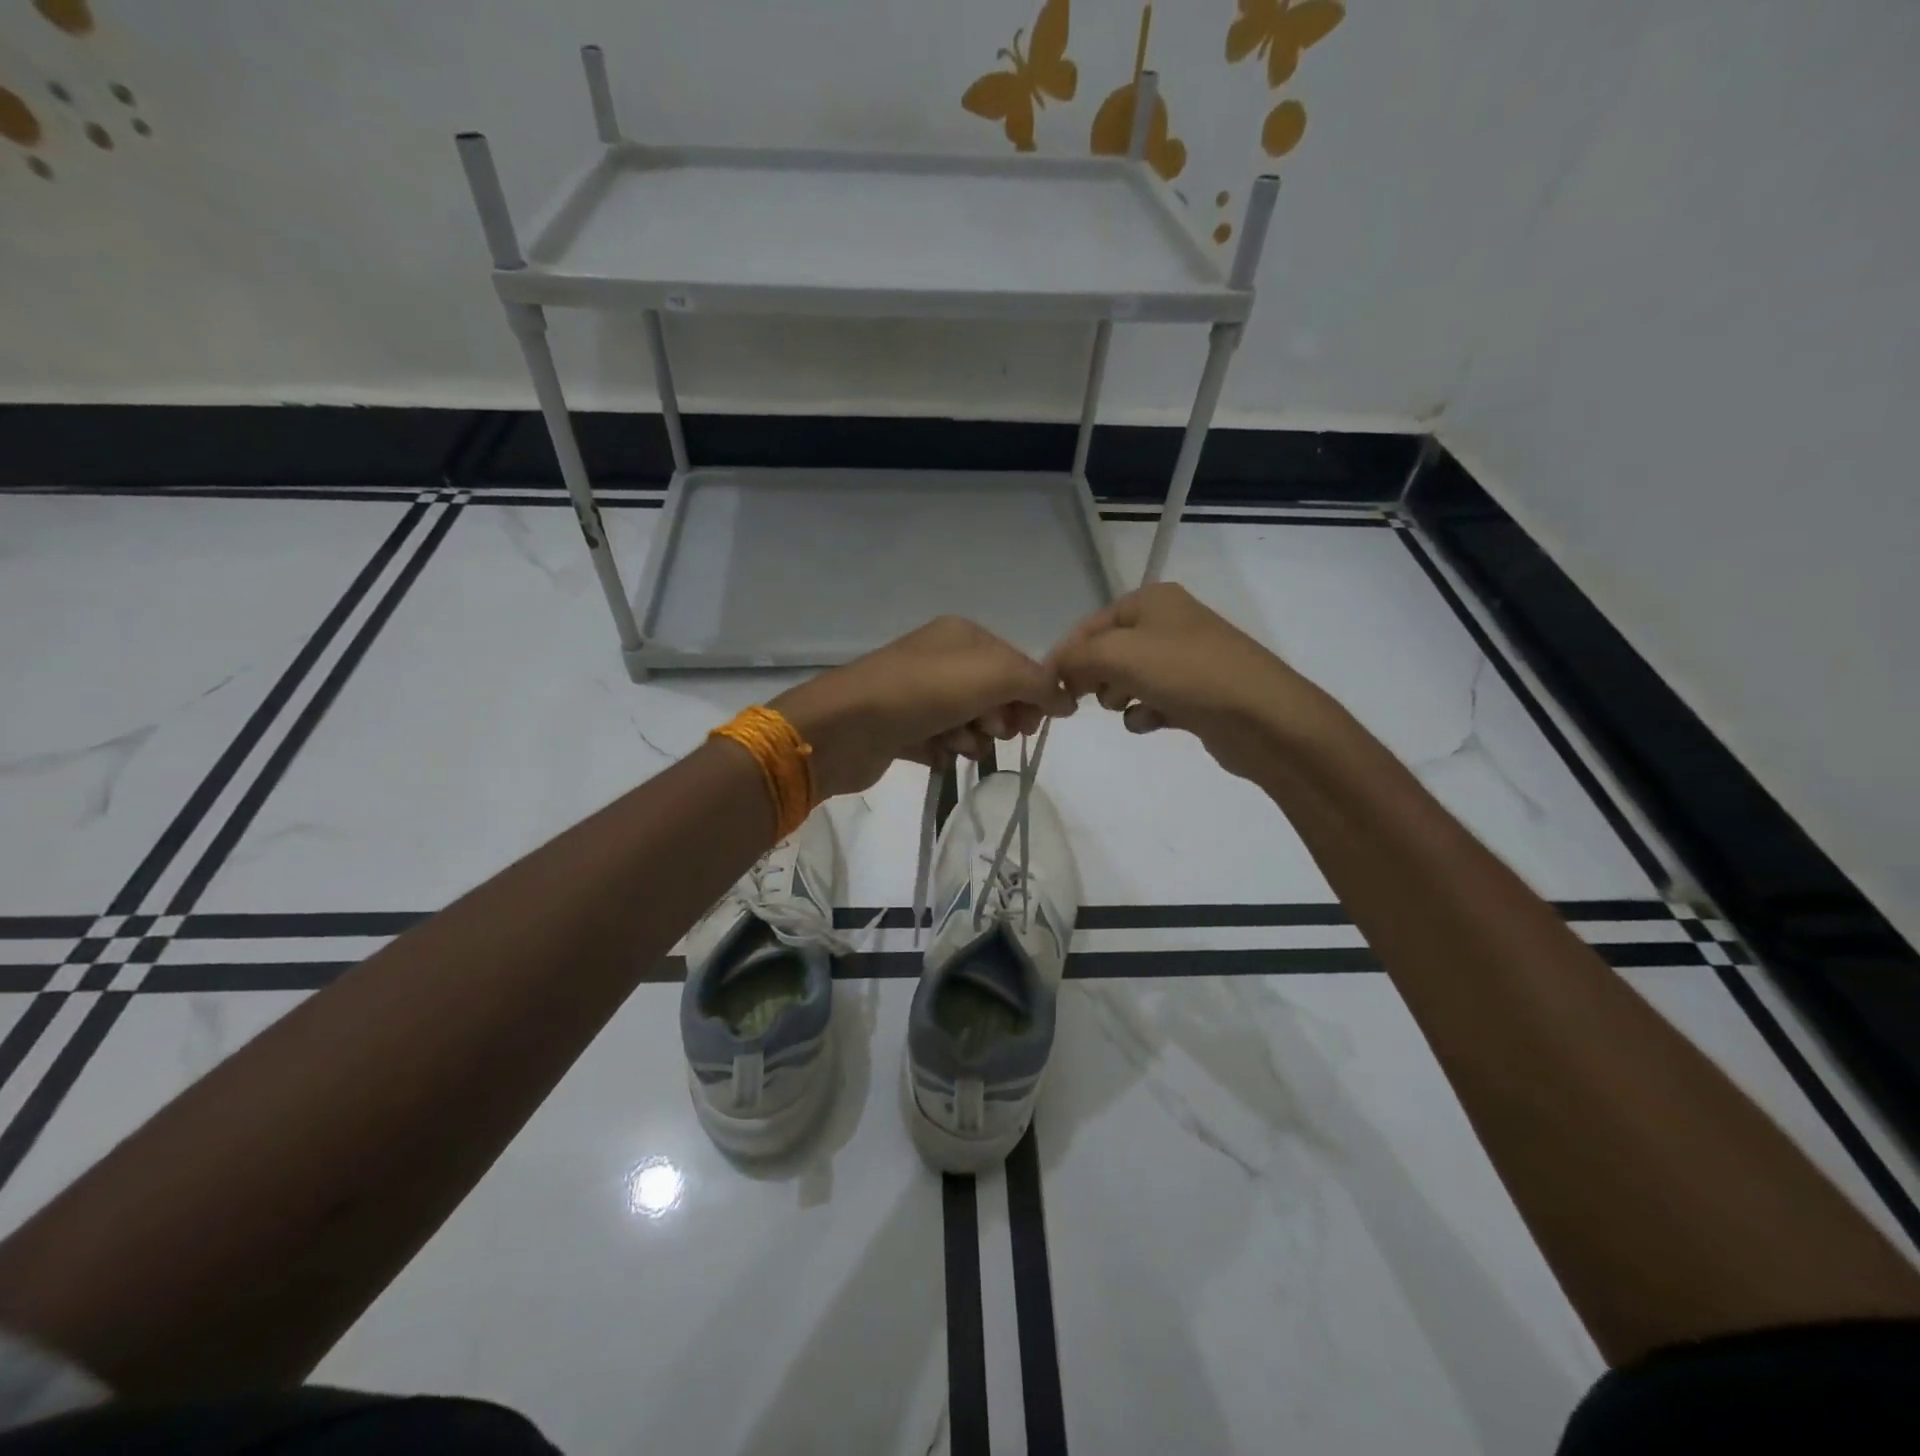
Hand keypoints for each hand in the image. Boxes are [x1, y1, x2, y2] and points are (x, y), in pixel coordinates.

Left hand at [772, 617, 1076, 797]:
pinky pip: (939, 741)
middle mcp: (939, 659)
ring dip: (973, 737)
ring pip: (968, 720)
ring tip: (959, 743)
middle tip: (994, 731)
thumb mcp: (995, 675)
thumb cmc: (926, 691)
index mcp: (962, 635)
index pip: (1015, 663)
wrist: (848, 726)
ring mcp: (917, 694)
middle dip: (1001, 716)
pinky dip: (945, 750)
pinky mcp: (901, 728)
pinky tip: (938, 754)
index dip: (1031, 694)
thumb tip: (1067, 700)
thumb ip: (1038, 684)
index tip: (1035, 723)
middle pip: (993, 693)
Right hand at [1048, 583, 1323, 778]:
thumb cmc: (1186, 673)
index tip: (1049, 689)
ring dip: (1119, 697)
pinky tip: (1152, 722)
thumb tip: (1054, 670)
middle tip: (1086, 699)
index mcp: (1151, 600)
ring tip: (1129, 707)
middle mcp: (1168, 622)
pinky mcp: (1195, 693)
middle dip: (1094, 677)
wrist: (1262, 716)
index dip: (1066, 656)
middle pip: (1107, 651)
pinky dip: (1145, 713)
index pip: (1089, 626)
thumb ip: (1075, 657)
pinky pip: (1152, 700)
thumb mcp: (1118, 654)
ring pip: (1128, 678)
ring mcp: (1184, 659)